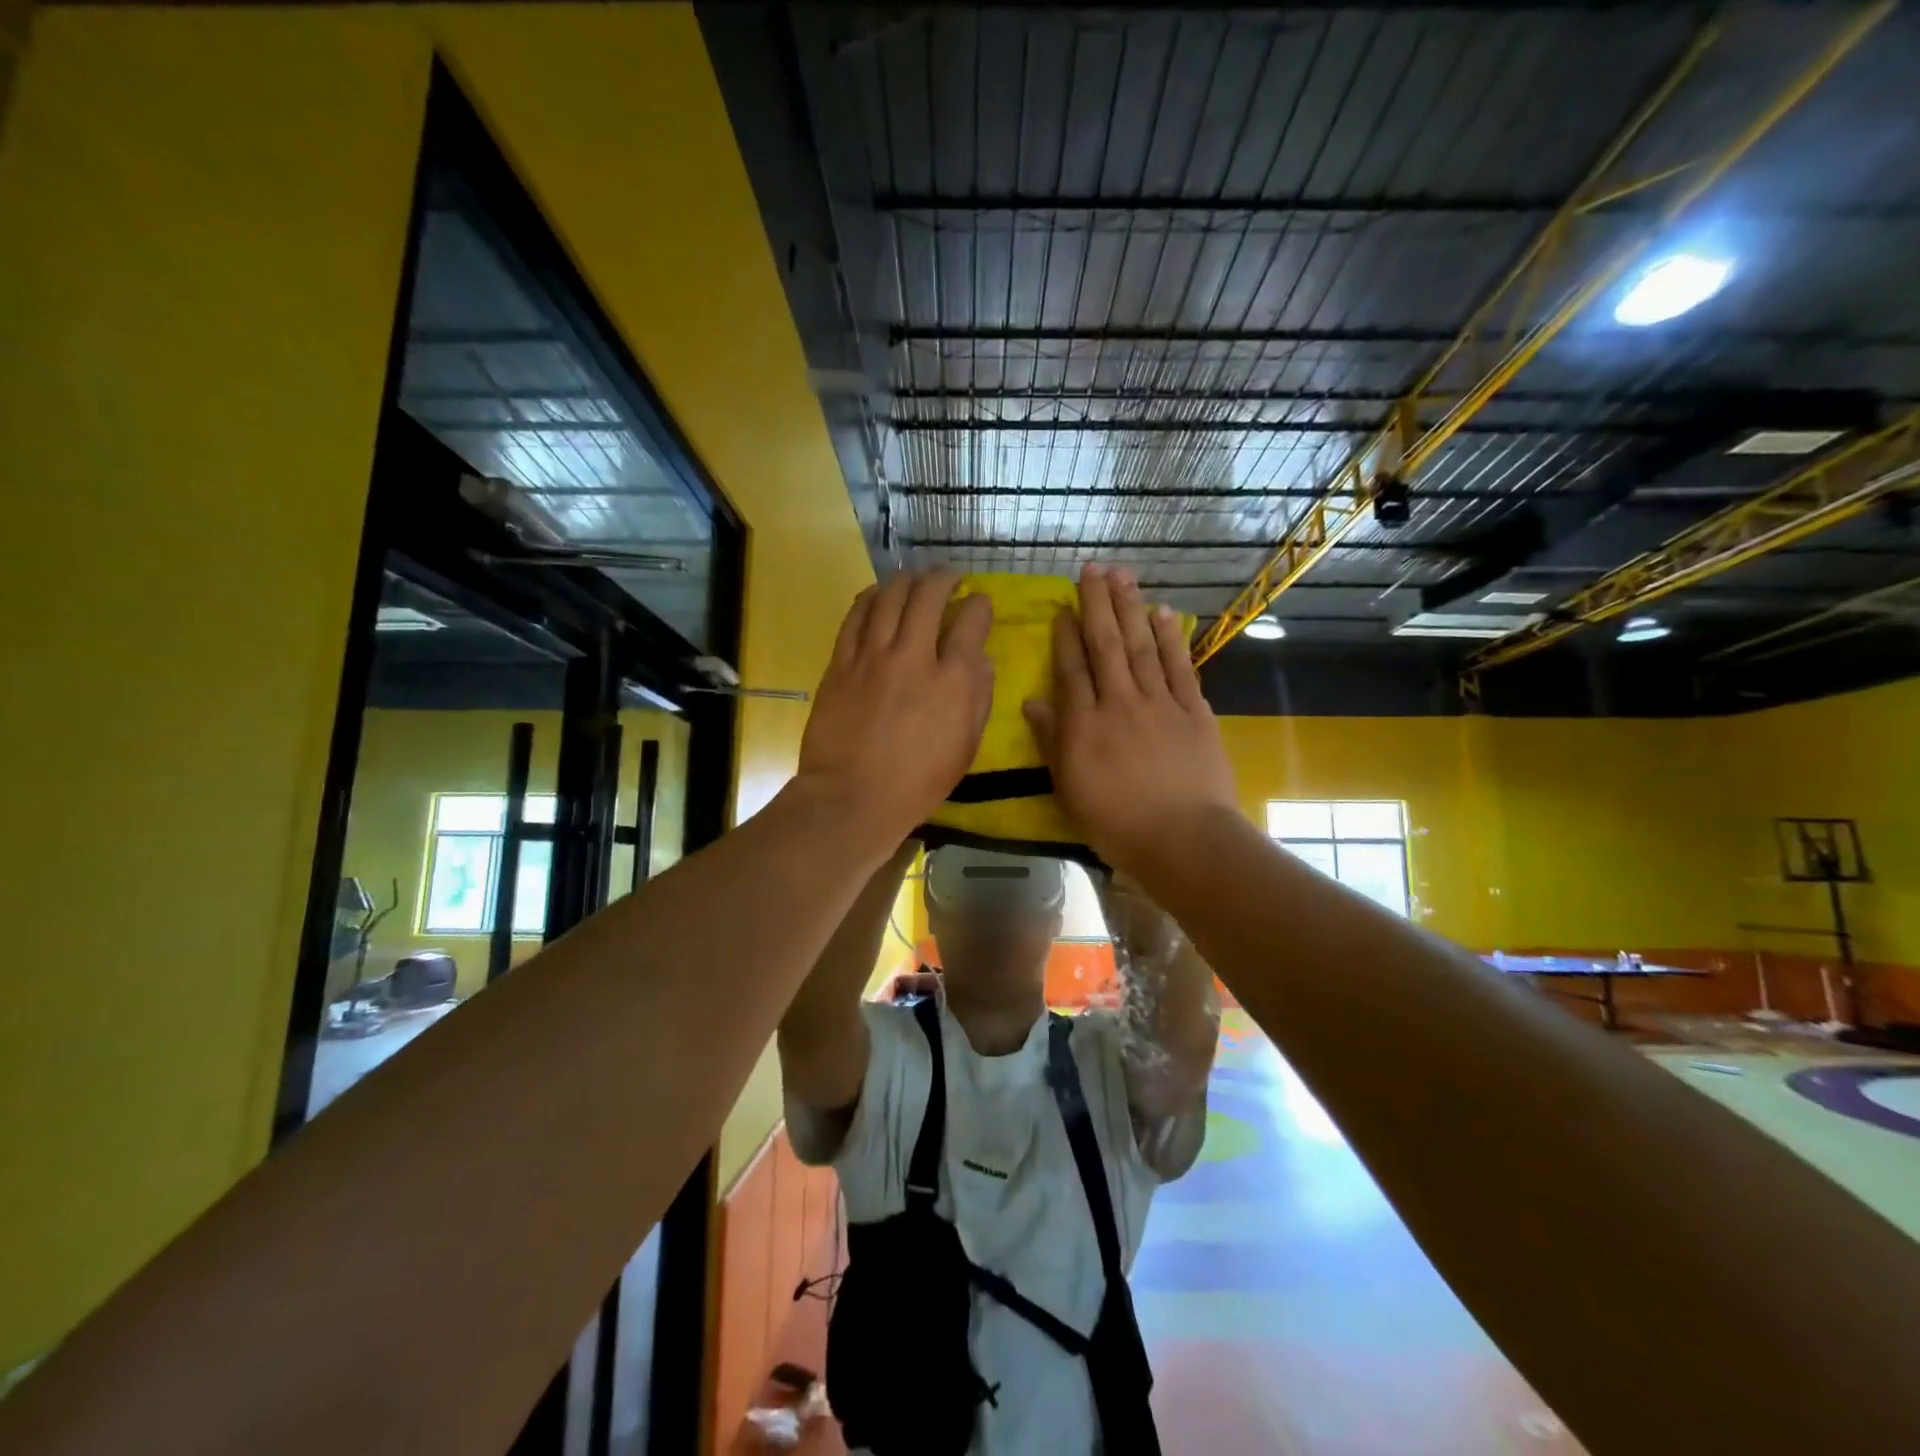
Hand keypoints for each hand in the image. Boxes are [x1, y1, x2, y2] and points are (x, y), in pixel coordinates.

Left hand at [797, 570, 992, 846]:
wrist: (852, 797)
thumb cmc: (917, 782)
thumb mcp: (965, 748)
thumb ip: (979, 699)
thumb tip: (981, 661)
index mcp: (954, 680)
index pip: (972, 620)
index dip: (980, 605)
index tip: (979, 605)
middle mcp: (915, 656)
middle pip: (930, 595)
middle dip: (944, 578)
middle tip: (949, 579)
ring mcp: (873, 656)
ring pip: (891, 596)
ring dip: (907, 580)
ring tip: (915, 580)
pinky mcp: (841, 662)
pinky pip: (856, 615)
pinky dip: (871, 597)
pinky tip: (878, 595)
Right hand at [1022, 566, 1238, 875]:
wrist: (1182, 838)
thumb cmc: (1116, 823)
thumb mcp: (1070, 789)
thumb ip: (1052, 742)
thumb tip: (1032, 702)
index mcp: (1084, 725)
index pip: (1071, 668)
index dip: (1066, 635)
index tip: (1063, 607)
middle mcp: (1119, 702)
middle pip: (1106, 645)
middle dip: (1097, 604)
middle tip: (1092, 569)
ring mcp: (1159, 703)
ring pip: (1141, 645)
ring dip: (1131, 608)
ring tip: (1123, 576)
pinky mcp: (1193, 711)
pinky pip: (1180, 666)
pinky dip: (1172, 638)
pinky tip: (1164, 613)